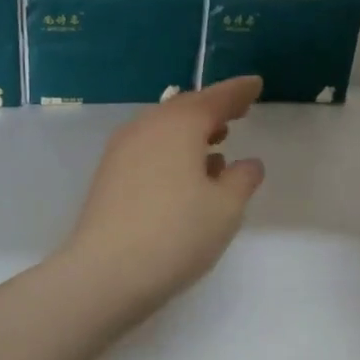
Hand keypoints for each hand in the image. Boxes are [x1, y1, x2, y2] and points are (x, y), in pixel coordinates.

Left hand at [61, 76, 266, 317]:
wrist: (104, 274)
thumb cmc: (176, 234)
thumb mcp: (225, 208)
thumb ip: (242, 179)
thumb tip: (248, 163)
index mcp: (178, 125)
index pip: (215, 99)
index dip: (238, 92)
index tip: (255, 85)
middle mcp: (146, 127)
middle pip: (184, 109)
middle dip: (213, 110)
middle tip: (238, 112)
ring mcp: (122, 151)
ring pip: (163, 129)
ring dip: (191, 133)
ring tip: (217, 145)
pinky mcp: (109, 176)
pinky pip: (149, 149)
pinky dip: (172, 152)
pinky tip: (186, 176)